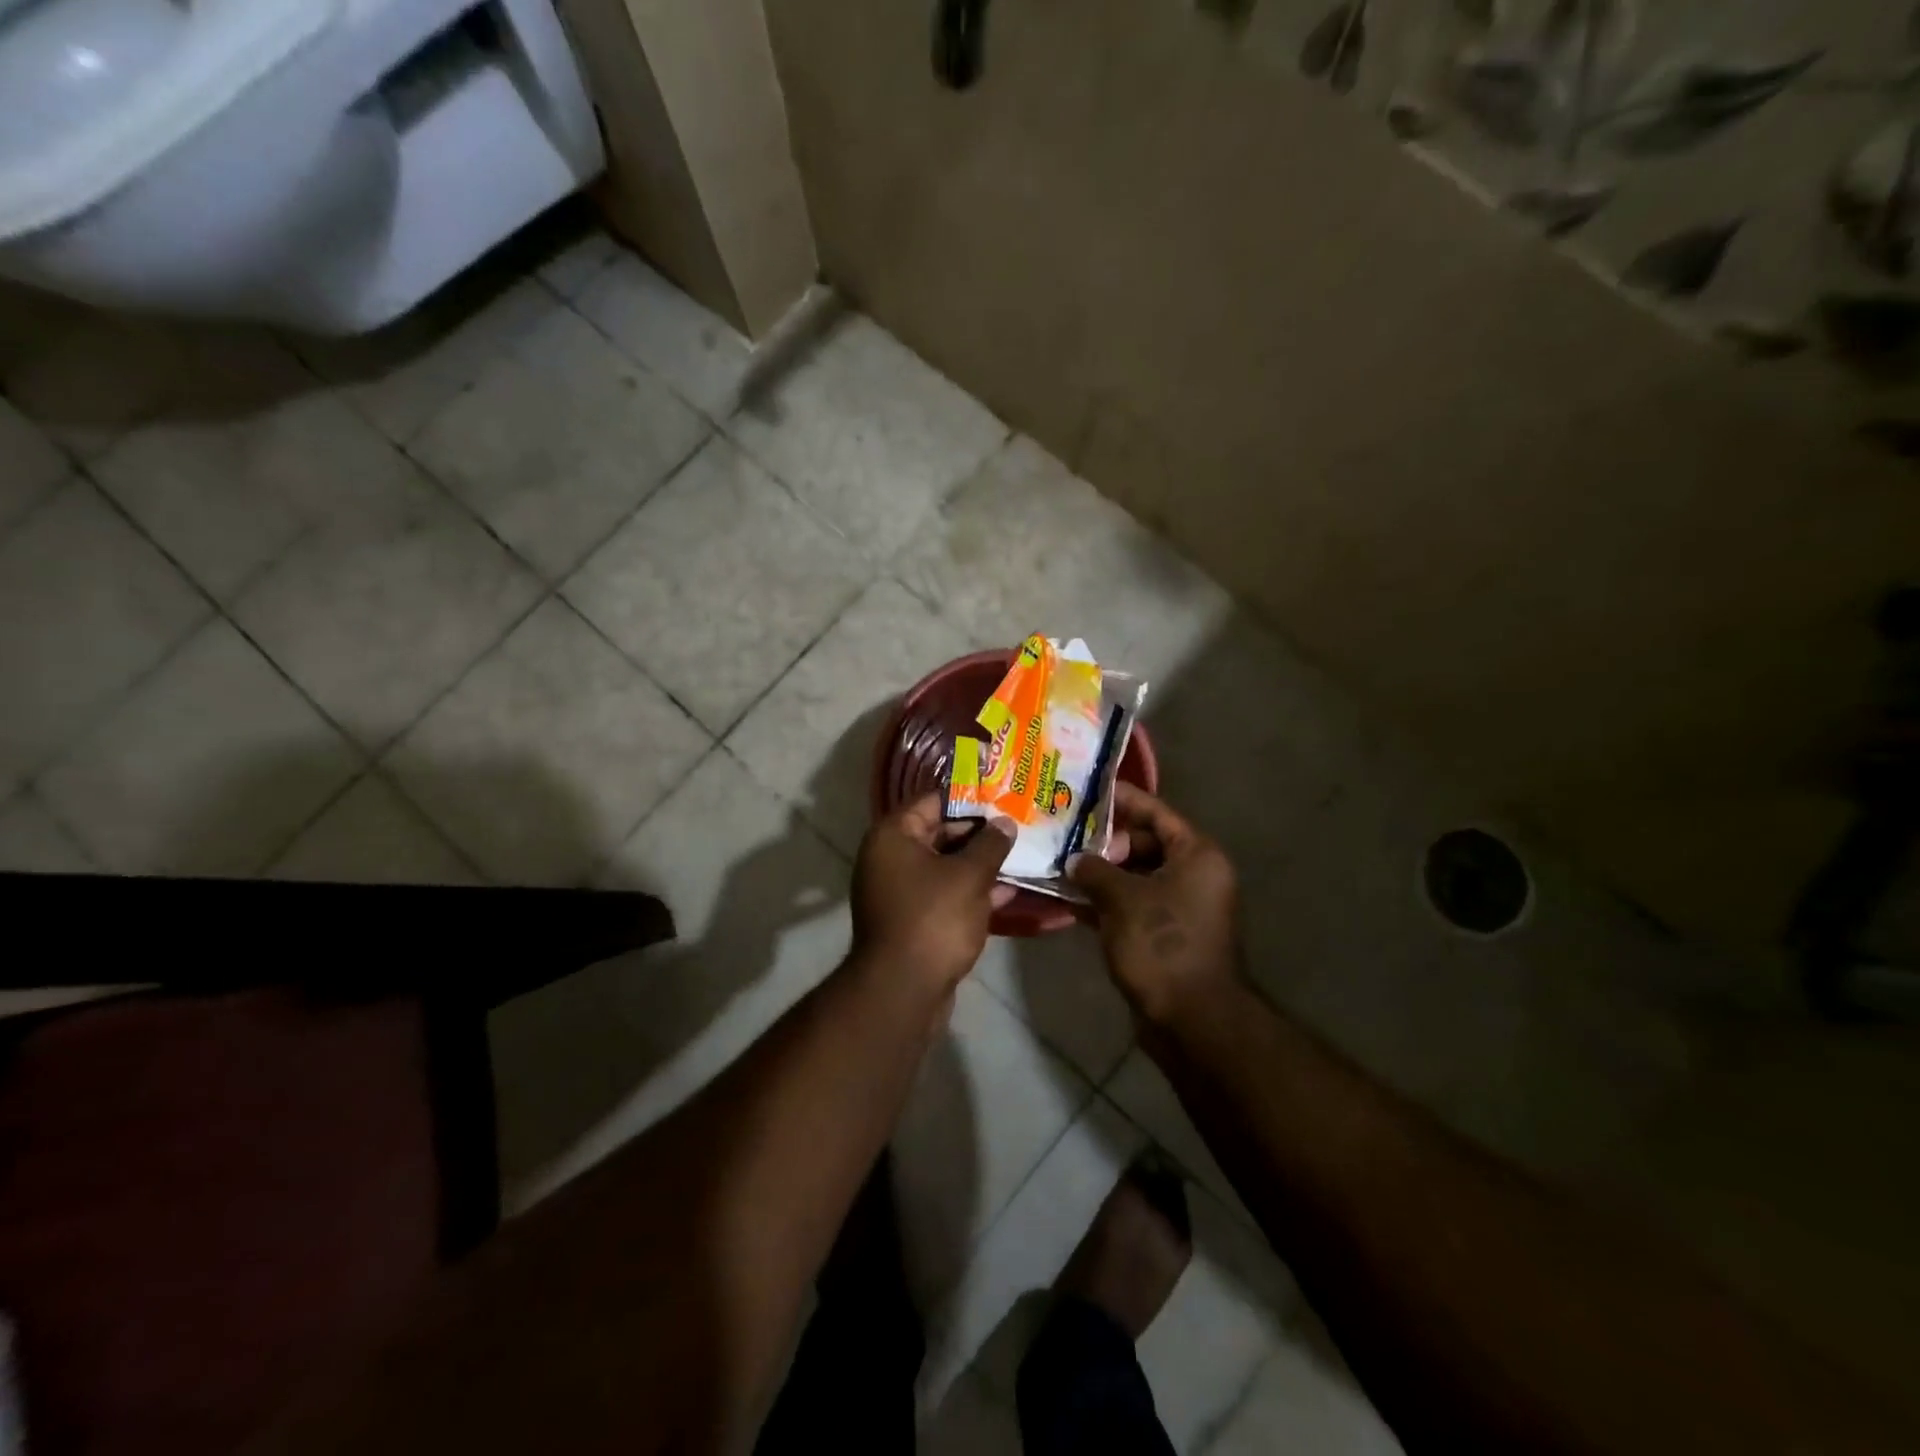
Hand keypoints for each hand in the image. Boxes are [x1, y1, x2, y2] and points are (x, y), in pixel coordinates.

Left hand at [852, 795, 1016, 991]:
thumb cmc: (934, 919)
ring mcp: (899, 891)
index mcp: (893, 836)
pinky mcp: (912, 920)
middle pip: (940, 833)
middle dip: (980, 833)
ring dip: (980, 865)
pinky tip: (1009, 892)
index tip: (1005, 796)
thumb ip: (990, 844)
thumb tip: (1005, 823)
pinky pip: (945, 895)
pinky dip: (971, 892)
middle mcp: (890, 858)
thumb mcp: (970, 876)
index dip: (970, 798)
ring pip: (946, 867)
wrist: (903, 990)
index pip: (933, 801)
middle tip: (1019, 826)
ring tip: (1022, 855)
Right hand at [1069, 784, 1240, 1026]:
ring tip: (1061, 864)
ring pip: (1136, 878)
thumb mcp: (1122, 898)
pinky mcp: (1167, 935)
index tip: (1088, 791)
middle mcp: (1195, 875)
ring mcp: (1182, 907)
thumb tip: (1076, 860)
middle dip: (1106, 842)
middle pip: (1146, 844)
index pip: (1157, 812)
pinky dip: (1107, 902)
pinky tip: (1070, 901)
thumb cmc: (1162, 944)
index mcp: (1197, 855)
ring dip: (1102, 874)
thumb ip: (1095, 870)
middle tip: (1067, 837)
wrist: (1192, 1019)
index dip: (1123, 800)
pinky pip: (1134, 906)